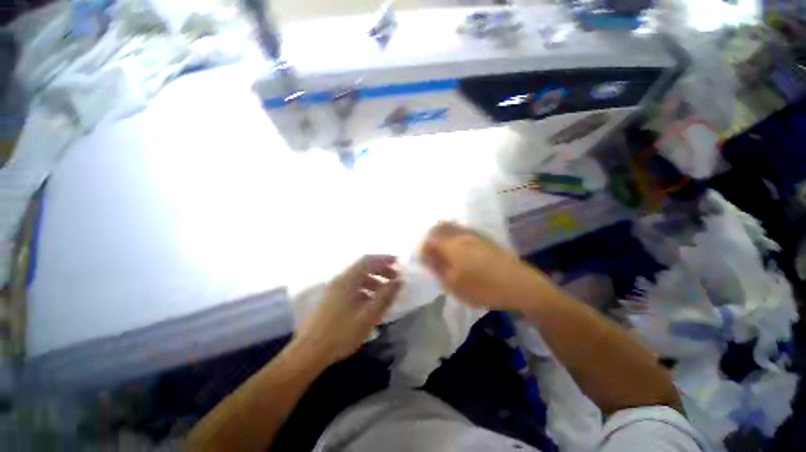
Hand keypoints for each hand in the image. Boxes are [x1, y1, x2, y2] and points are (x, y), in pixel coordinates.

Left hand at [293, 255, 401, 365]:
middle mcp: (340, 280)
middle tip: (394, 277)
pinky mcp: (331, 299)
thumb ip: (385, 296)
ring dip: (373, 280)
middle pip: (363, 267)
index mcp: (347, 280)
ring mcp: (334, 289)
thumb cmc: (341, 333)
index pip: (368, 260)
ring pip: (357, 278)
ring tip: (385, 291)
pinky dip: (364, 289)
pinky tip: (370, 302)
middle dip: (380, 270)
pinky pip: (351, 287)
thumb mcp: (369, 315)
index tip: (398, 262)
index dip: (384, 259)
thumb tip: (399, 281)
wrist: (309, 353)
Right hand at [420, 222, 551, 309]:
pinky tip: (459, 250)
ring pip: (451, 227)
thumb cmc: (483, 288)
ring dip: (442, 236)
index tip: (423, 261)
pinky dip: (454, 236)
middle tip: (431, 255)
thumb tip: (424, 255)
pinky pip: (462, 230)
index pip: (428, 239)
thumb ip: (435, 267)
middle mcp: (460, 234)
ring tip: (443, 252)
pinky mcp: (484, 237)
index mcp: (451, 245)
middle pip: (439, 228)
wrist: (520, 285)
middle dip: (430, 239)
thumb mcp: (453, 284)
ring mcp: (474, 233)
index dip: (422, 249)